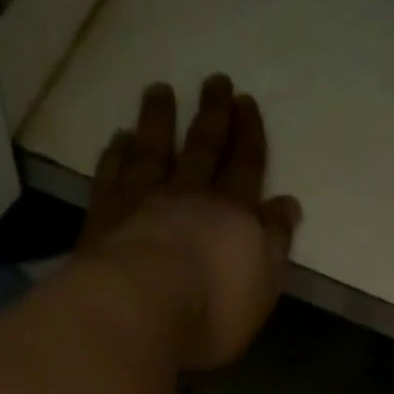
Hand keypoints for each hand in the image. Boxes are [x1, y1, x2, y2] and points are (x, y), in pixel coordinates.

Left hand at [79, 76, 302, 370]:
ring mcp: (144, 199)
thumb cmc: (212, 311)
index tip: (247, 103)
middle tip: (216, 82)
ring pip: (154, 149)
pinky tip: (119, 139)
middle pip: (203, 147)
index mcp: (233, 215)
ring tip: (161, 92)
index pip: (246, 166)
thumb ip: (275, 244)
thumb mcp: (262, 287)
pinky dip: (116, 153)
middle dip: (213, 114)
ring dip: (159, 119)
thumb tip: (287, 205)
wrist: (143, 309)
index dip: (249, 135)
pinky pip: (112, 173)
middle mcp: (189, 195)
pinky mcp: (105, 213)